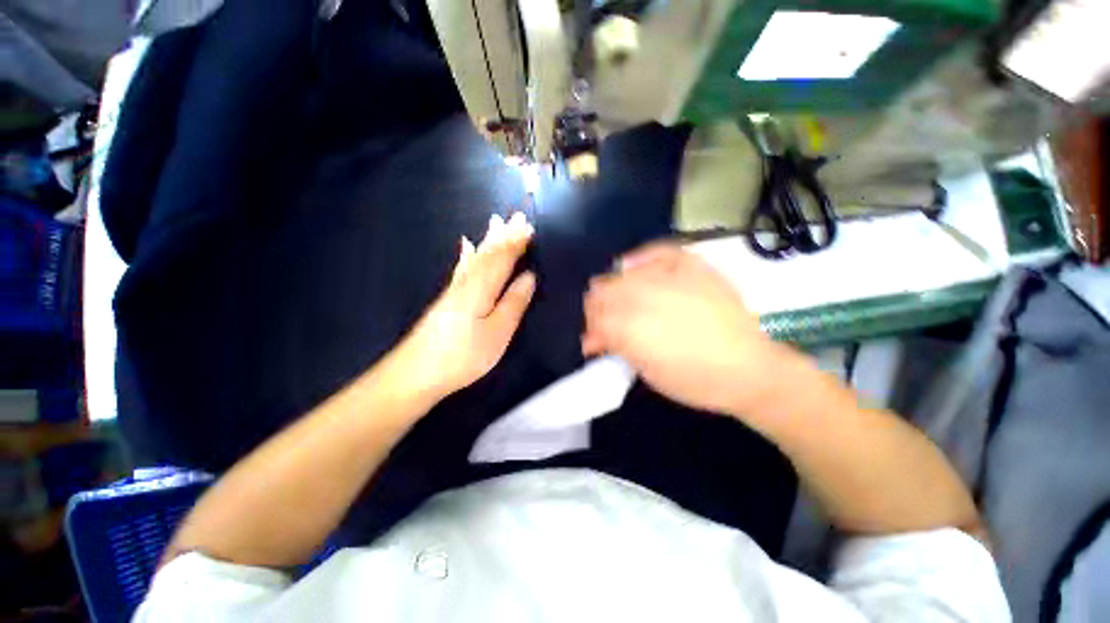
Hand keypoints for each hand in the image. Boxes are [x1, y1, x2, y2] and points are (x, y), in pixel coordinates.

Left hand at [395, 212, 535, 400]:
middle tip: (517, 216)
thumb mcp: (498, 332)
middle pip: (488, 253)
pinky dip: (467, 254)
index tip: (530, 226)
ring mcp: (454, 289)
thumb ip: (514, 302)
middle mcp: (467, 281)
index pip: (503, 258)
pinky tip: (466, 246)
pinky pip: (461, 267)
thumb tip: (529, 276)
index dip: (517, 242)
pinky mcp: (447, 299)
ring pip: (475, 257)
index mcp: (482, 287)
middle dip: (504, 235)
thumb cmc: (463, 355)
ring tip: (496, 222)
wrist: (415, 373)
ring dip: (489, 240)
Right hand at [582, 243, 785, 414]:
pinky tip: (633, 267)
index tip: (595, 339)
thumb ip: (614, 347)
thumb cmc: (693, 380)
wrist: (748, 370)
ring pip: (623, 273)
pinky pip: (657, 252)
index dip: (590, 327)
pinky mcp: (692, 266)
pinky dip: (640, 259)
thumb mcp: (644, 371)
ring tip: (620, 300)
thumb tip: (593, 338)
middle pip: (603, 290)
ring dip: (614, 286)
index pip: (593, 316)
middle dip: (598, 307)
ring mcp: (669, 277)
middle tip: (607, 321)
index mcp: (630, 327)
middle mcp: (643, 295)